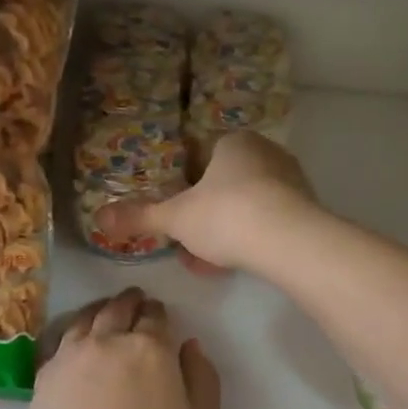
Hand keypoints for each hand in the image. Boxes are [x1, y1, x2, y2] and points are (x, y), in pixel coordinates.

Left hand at [20, 288, 220, 408]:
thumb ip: (202, 380)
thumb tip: (188, 346)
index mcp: (150, 350)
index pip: (156, 316)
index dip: (160, 315)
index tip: (161, 317)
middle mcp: (106, 342)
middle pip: (118, 309)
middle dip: (131, 303)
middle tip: (136, 303)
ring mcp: (68, 359)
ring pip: (85, 319)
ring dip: (100, 312)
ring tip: (106, 315)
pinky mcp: (41, 381)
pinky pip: (60, 342)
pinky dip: (74, 334)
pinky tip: (78, 345)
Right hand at [97, 132, 318, 271]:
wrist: (289, 240)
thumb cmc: (225, 215)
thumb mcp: (175, 218)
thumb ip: (139, 216)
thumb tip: (99, 216)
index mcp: (233, 143)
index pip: (202, 160)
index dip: (185, 191)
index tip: (177, 219)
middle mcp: (265, 153)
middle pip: (225, 186)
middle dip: (205, 218)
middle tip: (190, 247)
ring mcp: (291, 180)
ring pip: (246, 207)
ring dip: (226, 233)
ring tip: (210, 264)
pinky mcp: (308, 209)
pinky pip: (269, 222)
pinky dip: (251, 241)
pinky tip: (238, 265)